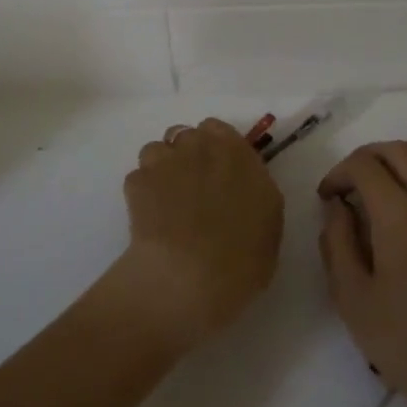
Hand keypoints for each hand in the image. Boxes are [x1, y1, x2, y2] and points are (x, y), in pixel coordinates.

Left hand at [117, 118, 282, 350]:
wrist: (190, 276)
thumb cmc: (243, 255)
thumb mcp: (269, 220)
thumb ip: (254, 190)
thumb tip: (242, 187)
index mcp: (236, 152)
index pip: (217, 130)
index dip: (214, 148)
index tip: (217, 170)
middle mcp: (199, 147)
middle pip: (185, 136)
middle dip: (186, 155)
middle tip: (191, 188)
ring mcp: (164, 162)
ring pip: (157, 151)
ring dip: (161, 168)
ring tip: (165, 201)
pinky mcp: (136, 183)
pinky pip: (138, 178)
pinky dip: (142, 193)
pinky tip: (148, 218)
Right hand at [318, 142, 406, 406]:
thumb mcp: (353, 299)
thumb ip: (337, 243)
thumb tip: (338, 208)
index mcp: (401, 214)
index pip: (365, 165)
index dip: (338, 173)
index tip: (326, 198)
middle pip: (398, 151)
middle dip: (366, 159)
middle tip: (345, 187)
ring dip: (395, 165)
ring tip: (373, 197)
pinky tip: (403, 217)